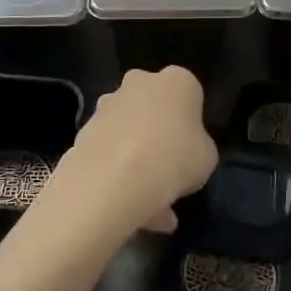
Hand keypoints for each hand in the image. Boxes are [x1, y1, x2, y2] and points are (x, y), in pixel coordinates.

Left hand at [58, 67, 216, 234]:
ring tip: (148, 205)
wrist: (114, 179)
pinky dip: (116, 174)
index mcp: (177, 82)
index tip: (191, 148)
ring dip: (136, 159)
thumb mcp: (206, 159)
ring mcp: (108, 105)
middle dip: (158, 133)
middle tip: (167, 170)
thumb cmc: (174, 159)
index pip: (189, 93)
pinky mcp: (84, 130)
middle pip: (153, 106)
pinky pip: (108, 152)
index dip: (191, 122)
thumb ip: (198, 147)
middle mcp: (140, 82)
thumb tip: (185, 153)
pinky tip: (128, 208)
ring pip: (128, 131)